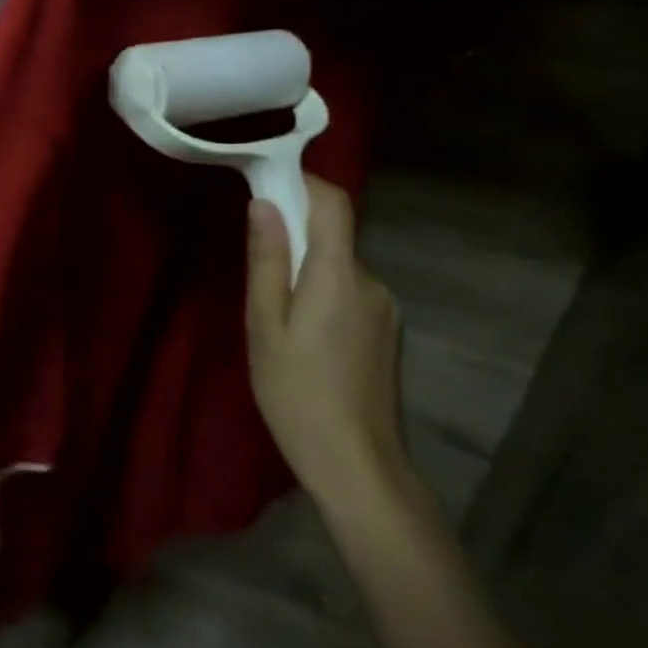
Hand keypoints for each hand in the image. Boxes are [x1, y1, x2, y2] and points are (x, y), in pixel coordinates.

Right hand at [246, 177, 405, 506]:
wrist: (358, 465)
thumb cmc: (296, 392)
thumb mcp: (265, 325)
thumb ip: (267, 260)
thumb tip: (263, 203)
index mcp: (337, 274)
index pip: (333, 202)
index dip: (304, 182)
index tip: (268, 185)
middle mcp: (370, 280)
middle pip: (333, 235)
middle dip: (296, 236)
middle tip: (258, 270)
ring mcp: (385, 307)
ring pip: (340, 267)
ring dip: (309, 271)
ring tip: (279, 317)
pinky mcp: (389, 331)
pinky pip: (351, 292)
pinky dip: (325, 294)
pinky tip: (307, 338)